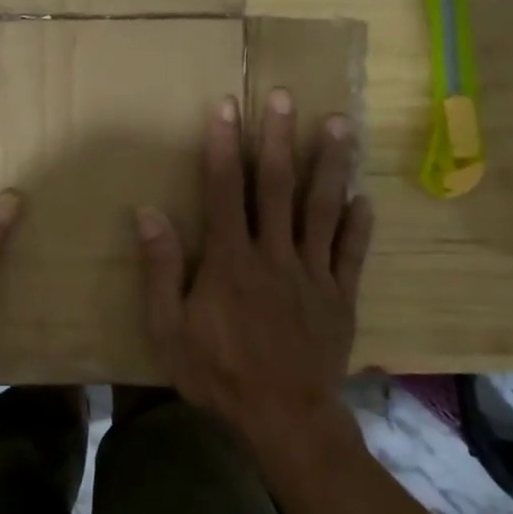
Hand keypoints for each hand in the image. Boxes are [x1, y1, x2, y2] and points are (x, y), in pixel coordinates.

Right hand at [136, 90, 372, 440]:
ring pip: (322, 208)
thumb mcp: (168, 328)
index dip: (222, 146)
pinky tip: (365, 196)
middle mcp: (274, 254)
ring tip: (339, 123)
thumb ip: (160, 269)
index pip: (224, 190)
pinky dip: (358, 223)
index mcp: (230, 260)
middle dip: (278, 138)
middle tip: (284, 97)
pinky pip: (351, 252)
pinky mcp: (340, 295)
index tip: (226, 107)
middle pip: (276, 186)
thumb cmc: (217, 372)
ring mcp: (312, 272)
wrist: (283, 417)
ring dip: (329, 163)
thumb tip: (148, 214)